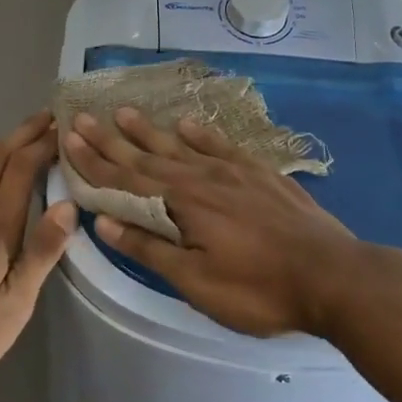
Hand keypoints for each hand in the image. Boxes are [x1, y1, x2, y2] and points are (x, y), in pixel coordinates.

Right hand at [62, 108, 360, 336]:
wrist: (332, 276)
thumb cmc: (259, 289)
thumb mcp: (196, 282)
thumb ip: (150, 249)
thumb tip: (104, 222)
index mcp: (182, 205)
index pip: (126, 180)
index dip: (94, 163)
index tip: (68, 140)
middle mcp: (202, 178)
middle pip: (148, 156)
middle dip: (111, 139)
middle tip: (81, 117)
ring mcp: (235, 172)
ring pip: (182, 145)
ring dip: (150, 130)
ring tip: (124, 112)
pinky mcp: (262, 174)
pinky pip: (222, 145)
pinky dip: (201, 133)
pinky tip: (187, 123)